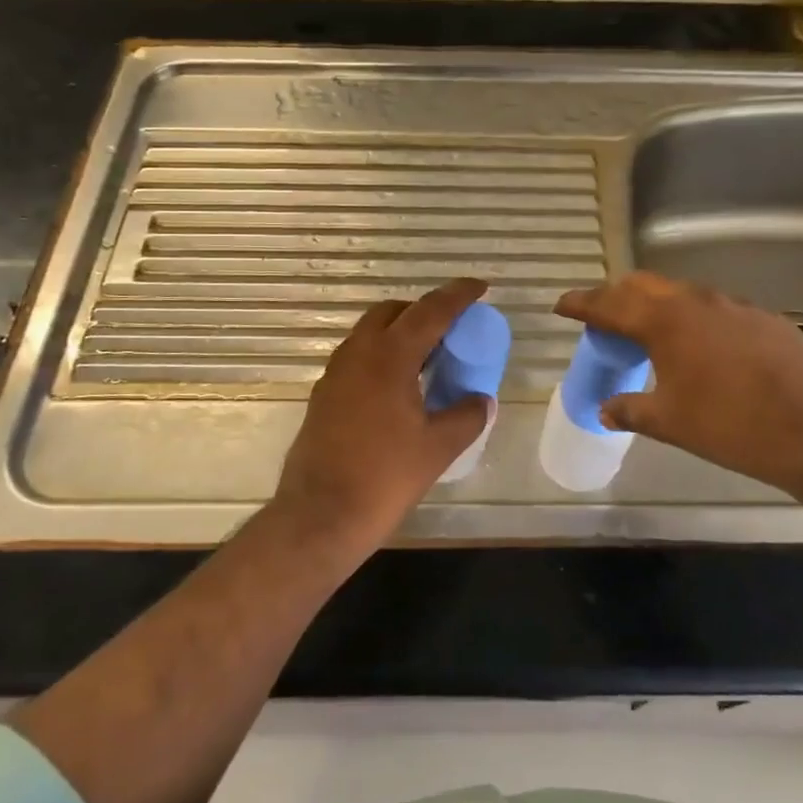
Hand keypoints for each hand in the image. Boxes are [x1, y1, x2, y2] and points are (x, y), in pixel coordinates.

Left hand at [269, 278, 490, 562]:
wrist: (320, 516)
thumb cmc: (384, 478)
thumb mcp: (438, 448)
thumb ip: (466, 416)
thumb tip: (482, 400)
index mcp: (389, 357)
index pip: (430, 311)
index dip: (458, 295)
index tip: (480, 287)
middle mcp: (358, 353)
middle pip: (393, 312)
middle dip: (424, 310)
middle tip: (452, 328)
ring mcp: (335, 373)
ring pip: (370, 332)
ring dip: (400, 331)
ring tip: (429, 356)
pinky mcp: (324, 395)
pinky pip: (358, 356)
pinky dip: (382, 354)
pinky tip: (399, 386)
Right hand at [555, 272, 802, 500]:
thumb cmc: (731, 425)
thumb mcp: (670, 422)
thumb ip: (631, 409)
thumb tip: (605, 409)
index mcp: (665, 321)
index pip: (610, 303)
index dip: (582, 303)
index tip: (562, 305)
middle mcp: (696, 301)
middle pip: (644, 286)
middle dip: (617, 296)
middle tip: (602, 316)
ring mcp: (735, 305)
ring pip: (682, 293)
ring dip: (658, 305)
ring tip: (649, 330)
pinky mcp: (765, 318)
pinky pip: (716, 309)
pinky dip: (694, 318)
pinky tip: (702, 346)